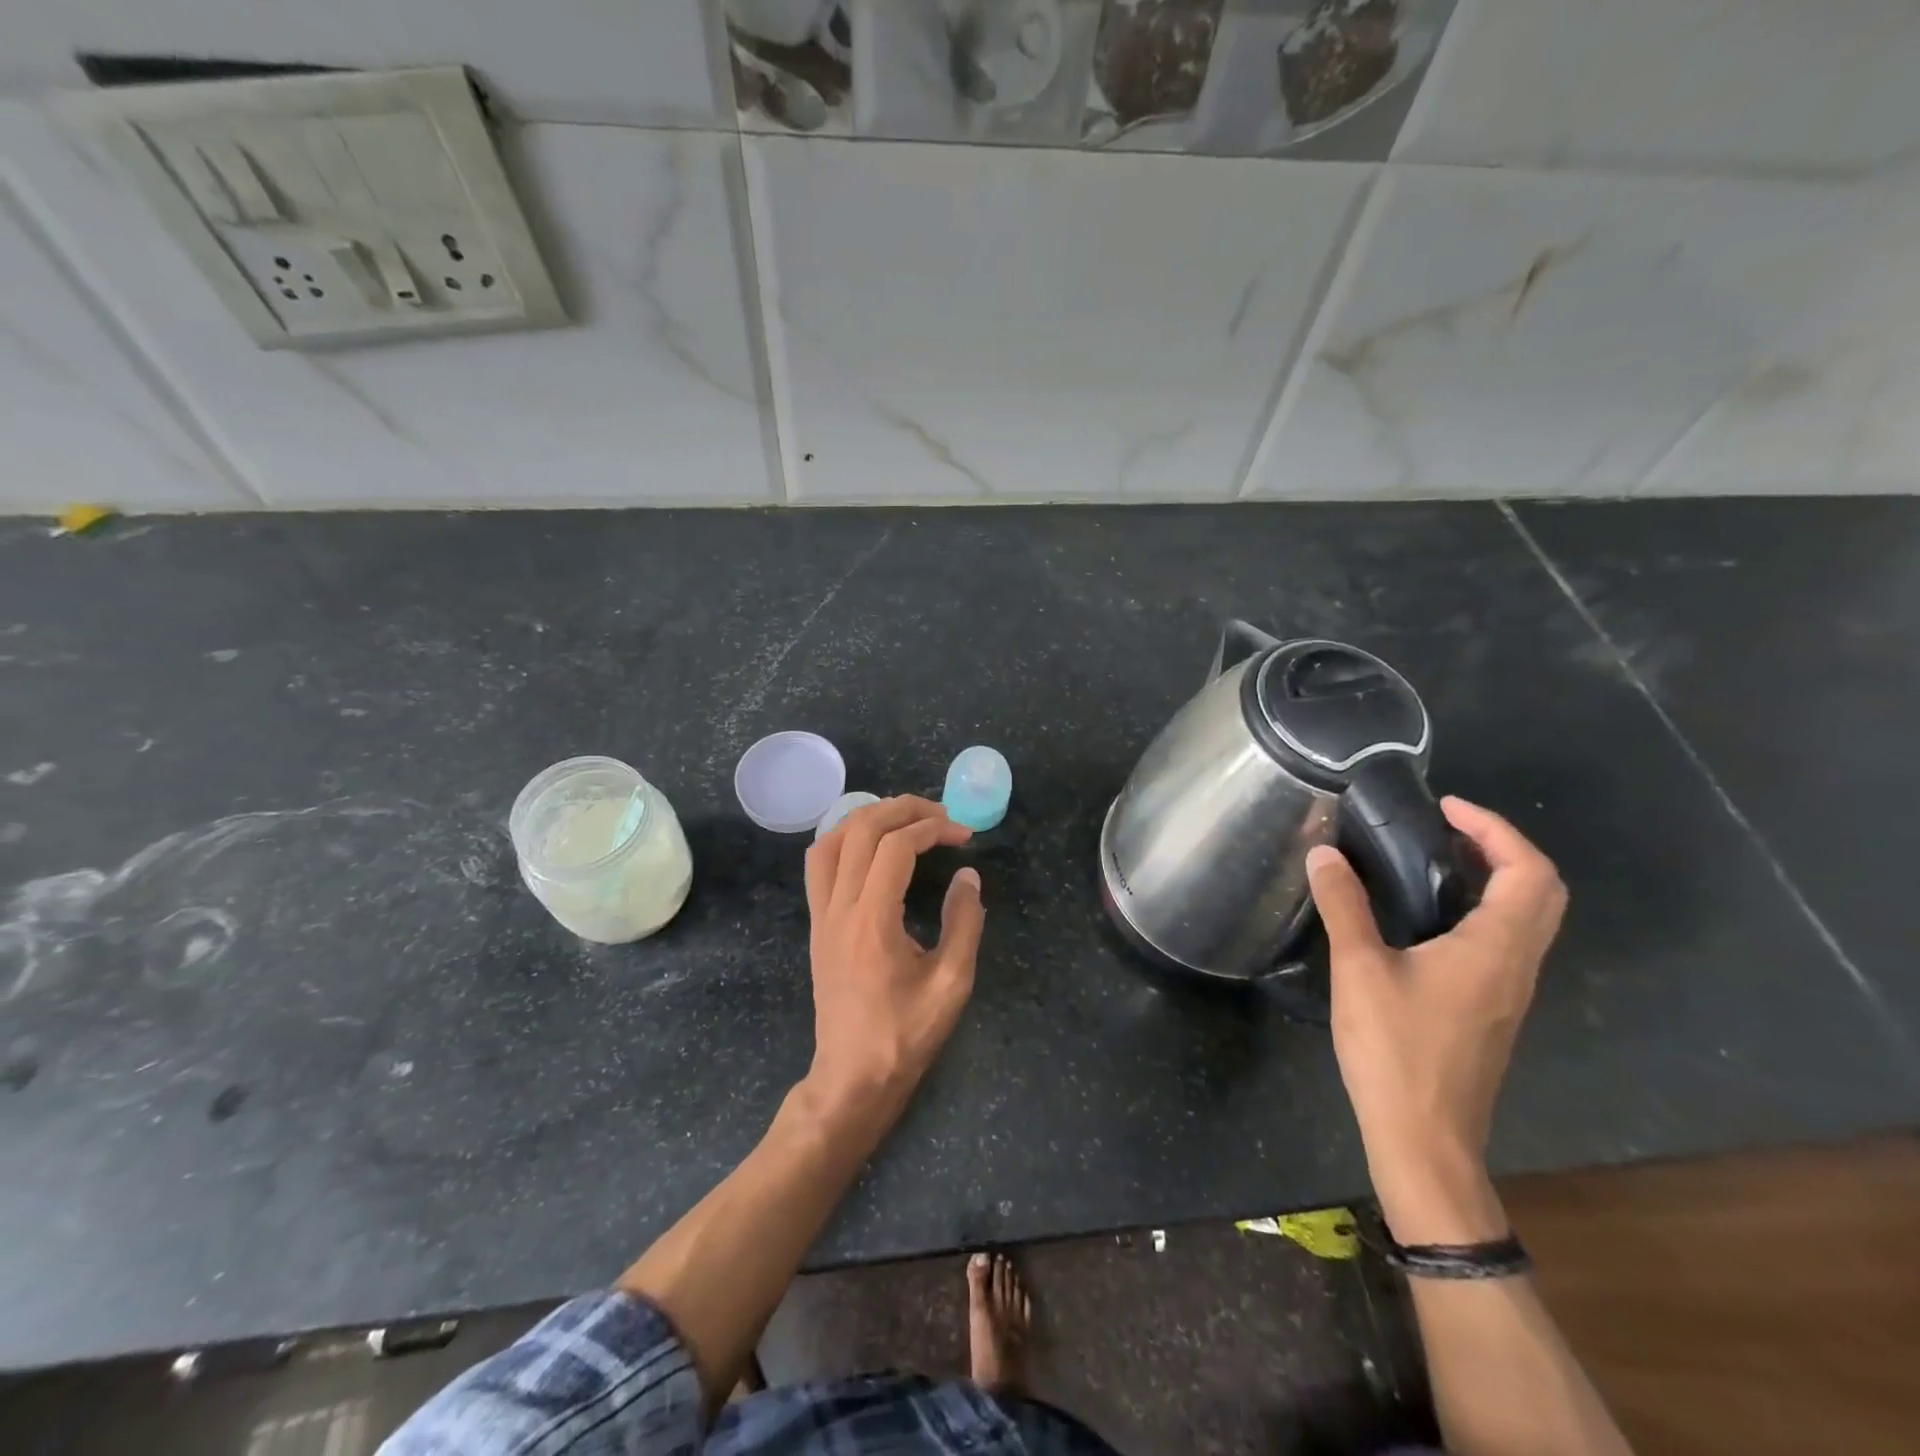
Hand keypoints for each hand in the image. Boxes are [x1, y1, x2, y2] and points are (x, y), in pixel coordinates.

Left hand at [802, 796, 985, 1124]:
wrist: (852, 1077)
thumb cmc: (905, 1035)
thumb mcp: (952, 983)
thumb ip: (964, 923)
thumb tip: (967, 875)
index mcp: (872, 921)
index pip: (896, 847)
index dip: (932, 828)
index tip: (964, 835)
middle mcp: (839, 908)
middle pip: (860, 829)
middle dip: (903, 809)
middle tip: (940, 814)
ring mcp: (821, 915)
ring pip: (830, 840)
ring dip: (868, 817)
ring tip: (905, 819)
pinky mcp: (816, 925)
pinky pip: (820, 864)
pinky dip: (845, 839)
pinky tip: (872, 846)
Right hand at [1307, 796, 1566, 1243]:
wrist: (1425, 1137)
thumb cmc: (1397, 1050)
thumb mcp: (1360, 970)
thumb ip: (1344, 906)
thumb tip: (1324, 853)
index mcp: (1495, 949)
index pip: (1528, 872)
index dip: (1494, 829)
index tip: (1443, 808)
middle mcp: (1516, 965)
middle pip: (1541, 891)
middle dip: (1501, 847)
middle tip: (1444, 827)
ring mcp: (1508, 990)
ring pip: (1527, 917)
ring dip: (1494, 877)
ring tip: (1431, 858)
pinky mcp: (1491, 1008)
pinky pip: (1504, 940)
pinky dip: (1481, 908)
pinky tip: (1426, 914)